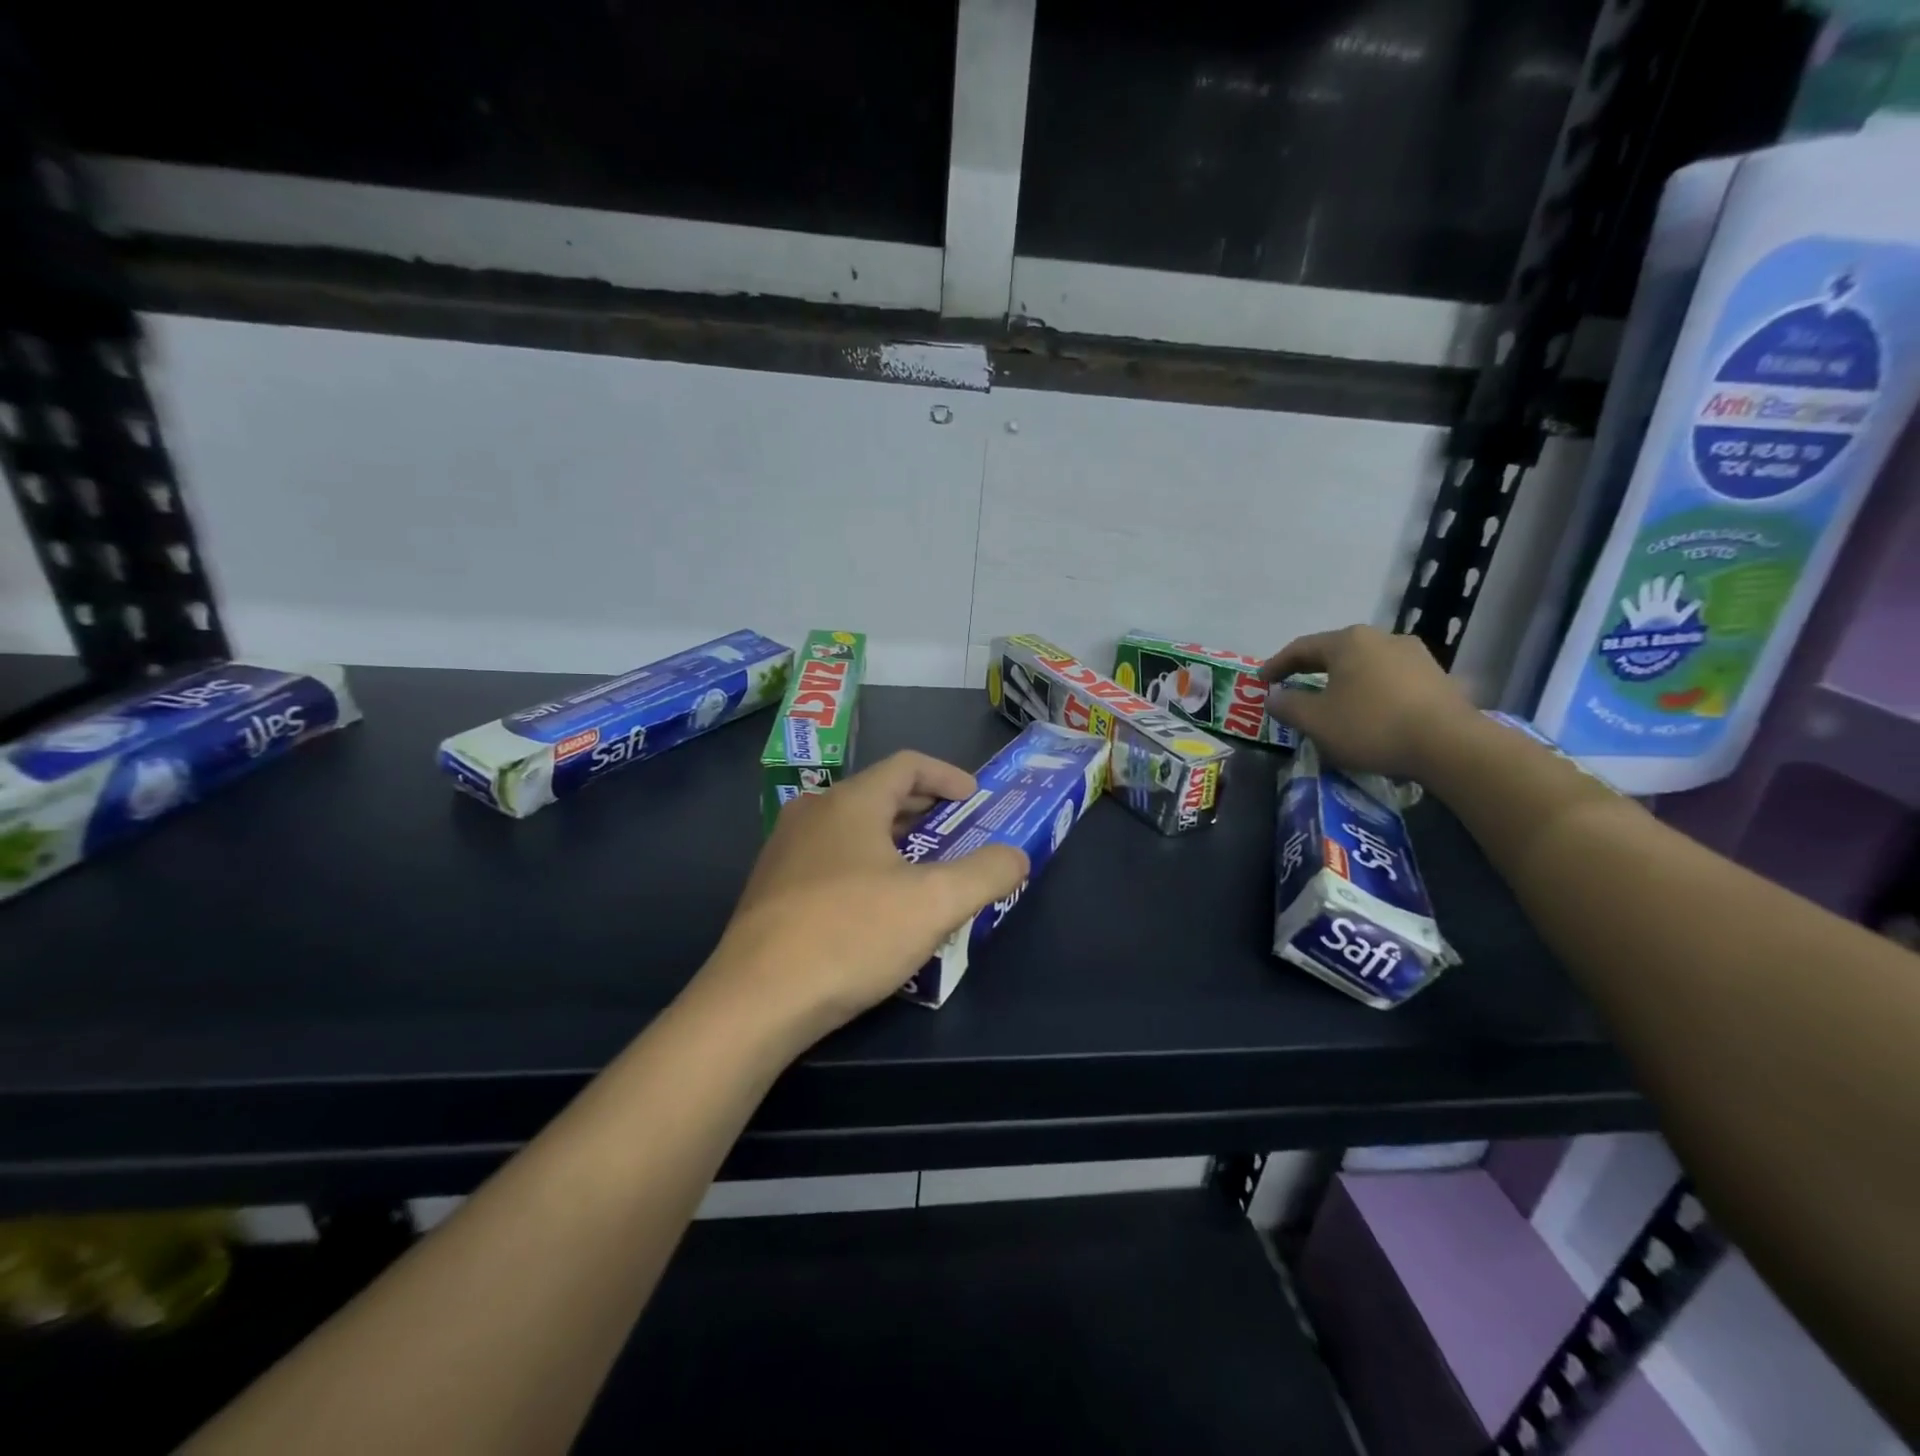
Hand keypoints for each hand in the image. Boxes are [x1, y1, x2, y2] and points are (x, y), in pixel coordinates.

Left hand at [700, 751, 1029, 1045]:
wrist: (756, 1000)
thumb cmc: (851, 935)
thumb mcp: (935, 903)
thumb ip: (986, 873)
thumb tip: (1017, 855)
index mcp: (850, 802)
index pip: (907, 765)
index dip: (947, 776)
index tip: (975, 798)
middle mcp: (813, 813)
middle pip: (879, 794)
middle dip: (924, 809)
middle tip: (958, 832)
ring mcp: (785, 850)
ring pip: (852, 828)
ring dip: (894, 839)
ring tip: (923, 869)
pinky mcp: (771, 888)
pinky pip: (830, 859)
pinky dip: (865, 864)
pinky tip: (876, 906)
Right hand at [1259, 625, 1473, 779]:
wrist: (1449, 744)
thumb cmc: (1371, 725)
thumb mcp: (1316, 720)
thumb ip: (1288, 705)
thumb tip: (1273, 697)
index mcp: (1348, 642)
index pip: (1301, 648)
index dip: (1277, 665)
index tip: (1261, 681)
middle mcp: (1382, 638)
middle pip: (1336, 653)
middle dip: (1312, 671)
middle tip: (1293, 687)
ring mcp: (1415, 656)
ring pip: (1366, 666)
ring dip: (1344, 682)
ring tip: (1333, 702)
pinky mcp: (1438, 678)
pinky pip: (1391, 681)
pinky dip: (1372, 693)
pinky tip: (1369, 713)